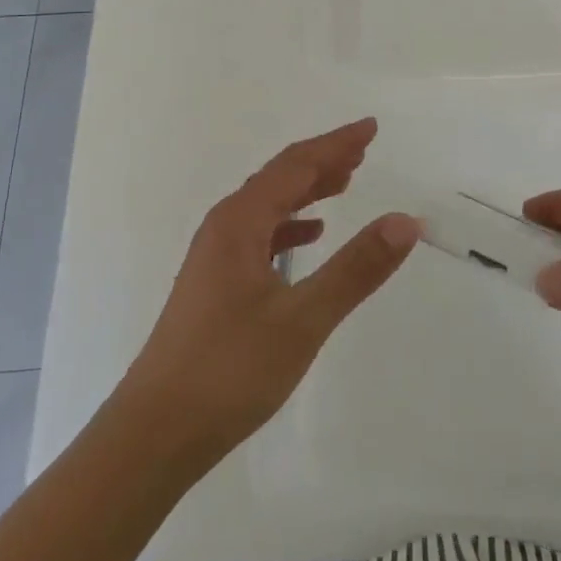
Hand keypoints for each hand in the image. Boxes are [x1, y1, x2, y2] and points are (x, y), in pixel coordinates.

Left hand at [120, 119, 420, 466]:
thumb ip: (355, 268)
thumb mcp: (303, 319)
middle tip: (363, 149)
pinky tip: (309, 237)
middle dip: (323, 161)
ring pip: (269, 206)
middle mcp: (224, 227)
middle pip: (280, 179)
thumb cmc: (229, 370)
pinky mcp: (215, 285)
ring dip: (307, 191)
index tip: (371, 128)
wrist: (155, 433)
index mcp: (240, 222)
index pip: (296, 165)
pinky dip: (290, 226)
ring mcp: (216, 257)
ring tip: (345, 183)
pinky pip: (260, 235)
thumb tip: (405, 221)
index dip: (336, 144)